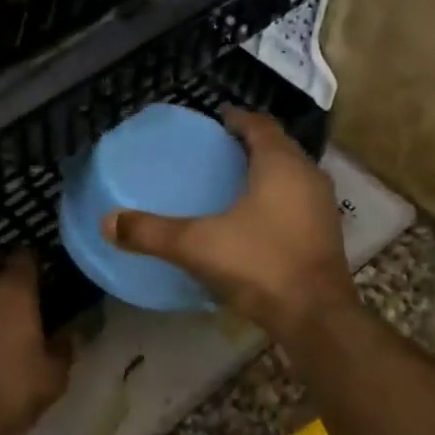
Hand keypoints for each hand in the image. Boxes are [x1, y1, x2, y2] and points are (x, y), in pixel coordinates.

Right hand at [103, 109, 359, 338]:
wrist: (316, 316)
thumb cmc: (260, 265)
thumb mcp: (197, 246)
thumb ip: (151, 232)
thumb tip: (107, 222)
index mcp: (281, 164)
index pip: (260, 125)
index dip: (237, 118)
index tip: (217, 118)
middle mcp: (308, 175)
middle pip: (278, 147)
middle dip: (251, 144)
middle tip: (219, 149)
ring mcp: (322, 206)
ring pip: (291, 175)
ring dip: (266, 172)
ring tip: (233, 181)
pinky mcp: (326, 234)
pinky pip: (297, 201)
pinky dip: (277, 198)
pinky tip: (254, 219)